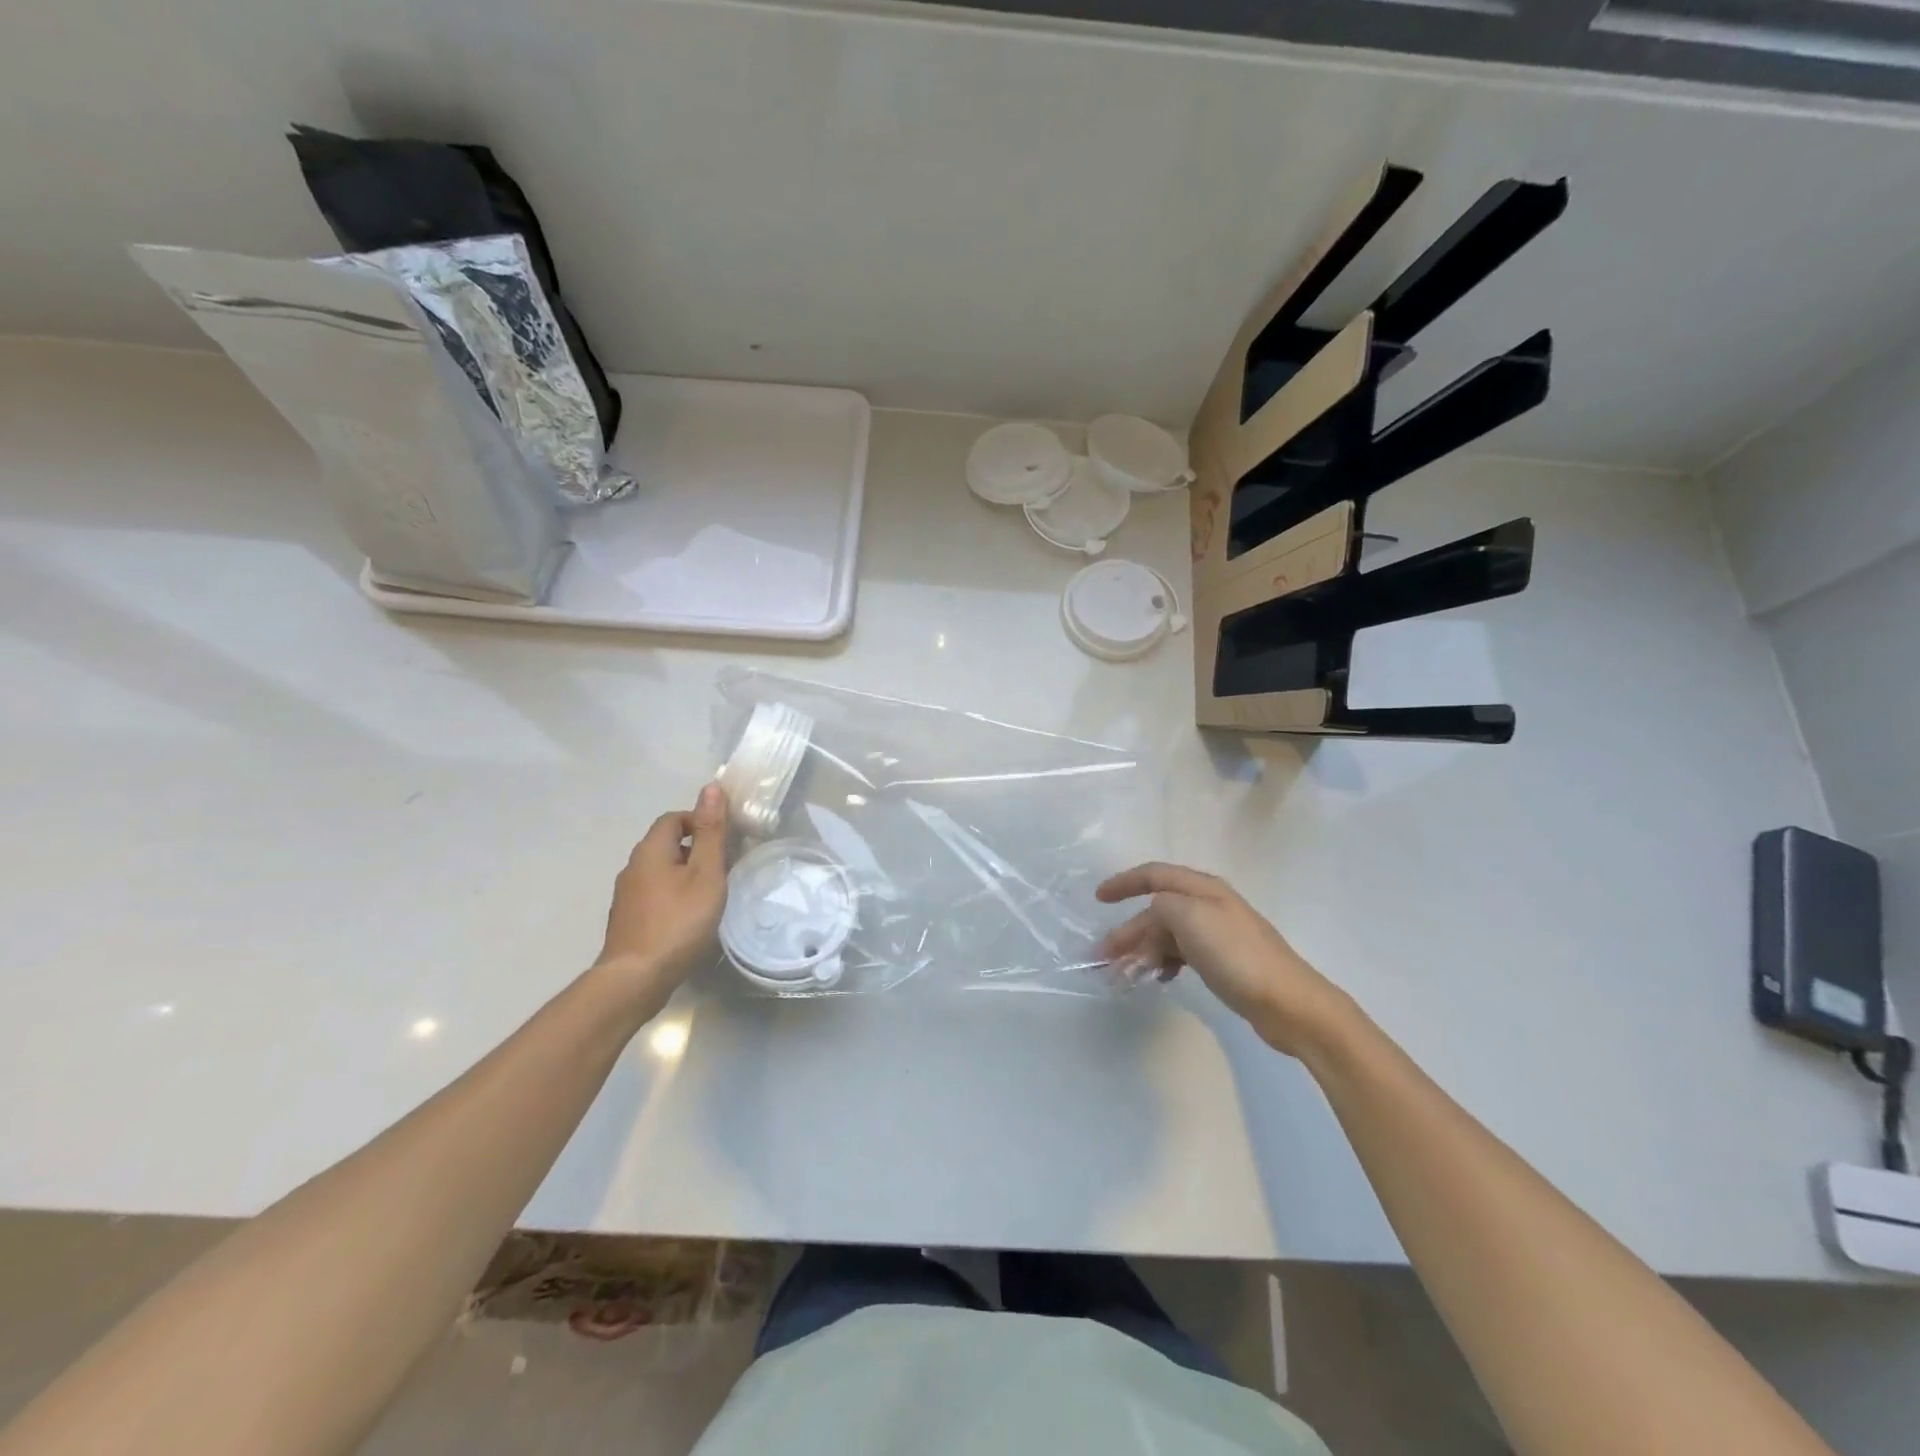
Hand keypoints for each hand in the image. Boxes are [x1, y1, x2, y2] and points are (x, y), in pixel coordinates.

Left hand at [595, 784, 728, 993]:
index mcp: (650, 850)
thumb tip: (712, 788)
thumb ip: (710, 832)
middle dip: (695, 849)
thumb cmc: (678, 921)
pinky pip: (654, 893)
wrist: (636, 978)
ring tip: (710, 894)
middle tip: (723, 868)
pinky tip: (688, 917)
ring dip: (684, 874)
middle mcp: (632, 866)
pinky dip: (673, 895)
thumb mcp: (705, 873)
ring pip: (660, 870)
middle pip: (666, 843)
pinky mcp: (628, 919)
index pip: (674, 818)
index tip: (725, 842)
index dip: (700, 821)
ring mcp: (626, 895)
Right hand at [1097, 862, 1351, 1056]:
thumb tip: (1152, 916)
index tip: (1098, 898)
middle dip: (1128, 931)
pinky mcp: (1223, 962)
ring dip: (1142, 952)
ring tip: (1124, 977)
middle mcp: (1208, 906)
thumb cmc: (1237, 955)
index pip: (1154, 875)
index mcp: (1202, 889)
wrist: (1289, 1003)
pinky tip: (1159, 979)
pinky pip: (1181, 955)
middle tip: (1103, 959)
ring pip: (1167, 936)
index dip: (1124, 882)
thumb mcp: (1191, 919)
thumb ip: (1162, 906)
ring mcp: (1217, 935)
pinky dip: (1164, 964)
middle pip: (1157, 911)